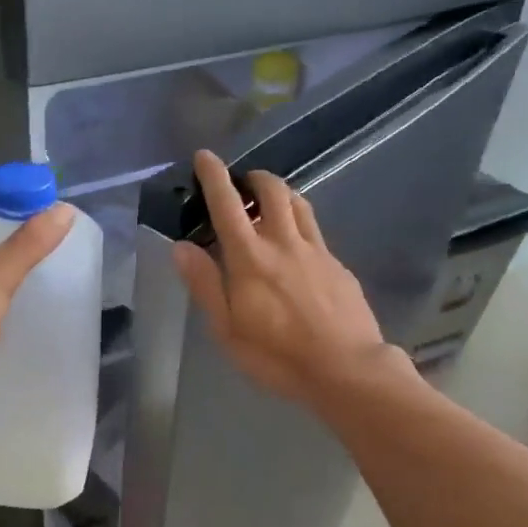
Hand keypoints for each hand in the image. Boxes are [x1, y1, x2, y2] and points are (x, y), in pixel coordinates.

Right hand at [172, 151, 391, 405]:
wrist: (346, 370)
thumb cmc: (277, 356)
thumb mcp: (227, 328)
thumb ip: (205, 284)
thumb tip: (181, 246)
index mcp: (250, 257)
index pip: (227, 204)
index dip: (214, 176)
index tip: (205, 156)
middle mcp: (284, 243)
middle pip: (272, 190)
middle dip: (254, 177)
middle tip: (242, 182)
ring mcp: (317, 251)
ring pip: (298, 204)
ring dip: (280, 193)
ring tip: (269, 203)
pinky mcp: (338, 266)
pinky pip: (315, 232)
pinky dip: (299, 224)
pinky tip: (296, 248)